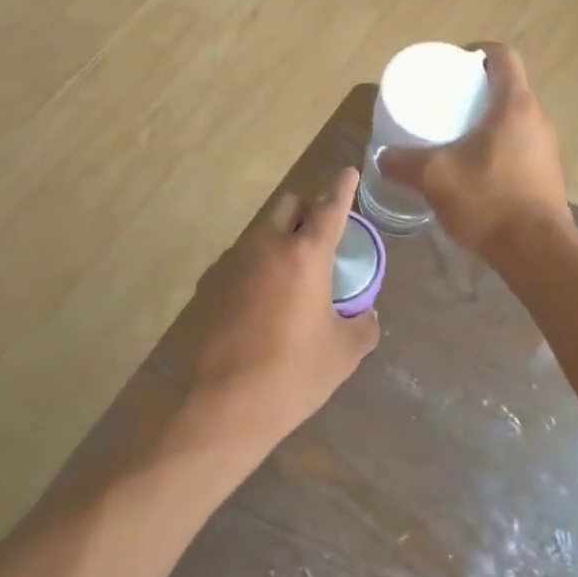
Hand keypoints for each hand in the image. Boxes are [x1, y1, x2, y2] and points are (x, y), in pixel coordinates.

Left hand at [172, 167, 379, 455]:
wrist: (224, 405)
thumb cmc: (294, 374)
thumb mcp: (344, 353)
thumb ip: (363, 324)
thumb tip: (365, 314)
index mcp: (305, 255)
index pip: (330, 208)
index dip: (343, 188)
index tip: (349, 171)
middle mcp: (267, 247)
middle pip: (288, 206)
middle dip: (308, 210)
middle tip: (323, 237)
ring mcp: (233, 264)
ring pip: (262, 232)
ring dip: (282, 238)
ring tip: (296, 274)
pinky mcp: (211, 285)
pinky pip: (243, 260)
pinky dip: (260, 265)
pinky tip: (265, 301)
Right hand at [379, 44, 572, 260]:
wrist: (536, 252)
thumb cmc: (488, 200)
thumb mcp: (435, 177)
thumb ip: (404, 163)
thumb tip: (382, 158)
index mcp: (515, 105)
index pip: (502, 56)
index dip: (478, 51)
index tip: (453, 64)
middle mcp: (537, 119)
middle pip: (508, 87)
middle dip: (476, 89)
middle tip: (445, 101)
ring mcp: (546, 148)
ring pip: (514, 119)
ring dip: (487, 120)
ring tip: (454, 134)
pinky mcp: (546, 175)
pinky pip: (519, 146)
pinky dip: (496, 146)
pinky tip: (473, 168)